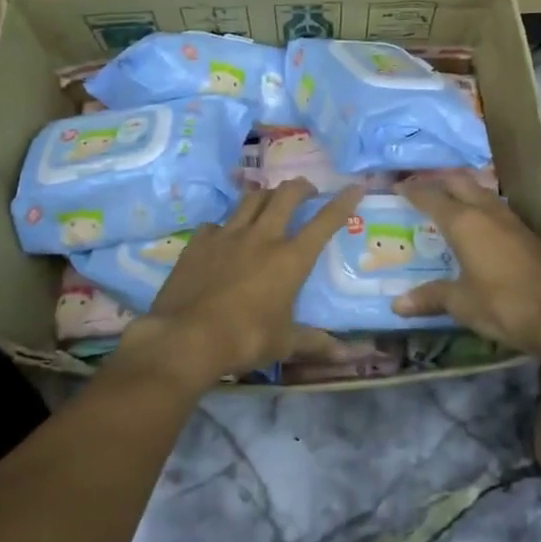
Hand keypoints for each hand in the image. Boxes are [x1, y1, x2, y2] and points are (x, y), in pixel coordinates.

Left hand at [119, 180, 362, 384]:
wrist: (185, 338)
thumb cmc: (244, 340)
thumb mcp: (284, 344)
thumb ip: (315, 342)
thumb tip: (347, 355)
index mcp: (290, 259)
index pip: (325, 222)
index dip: (343, 202)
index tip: (354, 186)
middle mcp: (262, 237)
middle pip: (286, 195)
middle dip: (301, 187)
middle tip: (307, 191)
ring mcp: (227, 235)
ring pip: (251, 199)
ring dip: (266, 195)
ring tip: (270, 200)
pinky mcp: (199, 242)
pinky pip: (217, 223)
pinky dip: (226, 225)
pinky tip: (224, 236)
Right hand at [392, 173, 540, 353]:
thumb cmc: (502, 304)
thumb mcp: (460, 303)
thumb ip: (430, 297)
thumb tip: (397, 304)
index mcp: (464, 223)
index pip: (432, 197)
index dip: (413, 191)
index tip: (397, 187)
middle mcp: (487, 213)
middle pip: (460, 183)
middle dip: (439, 182)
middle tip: (421, 189)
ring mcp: (512, 222)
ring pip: (483, 192)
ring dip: (464, 191)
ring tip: (448, 201)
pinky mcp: (529, 235)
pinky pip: (497, 209)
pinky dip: (481, 207)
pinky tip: (479, 223)